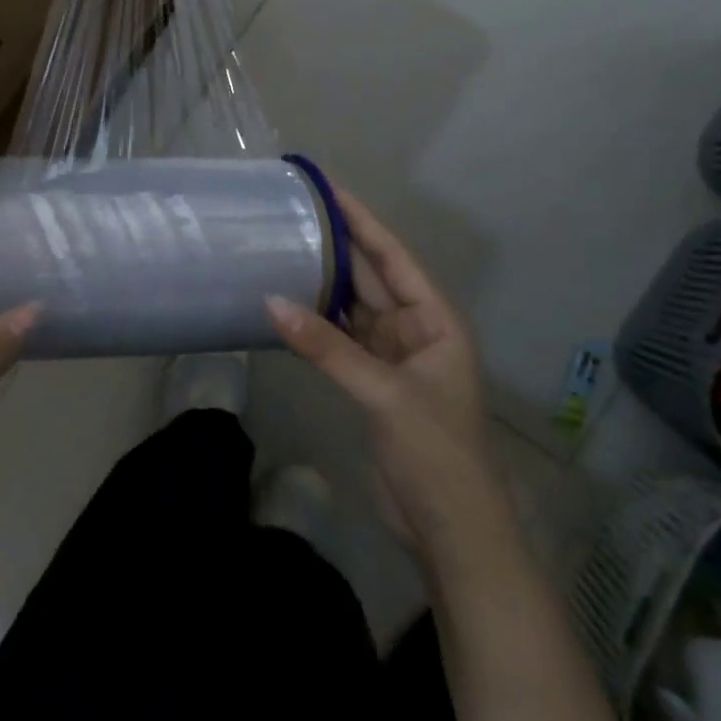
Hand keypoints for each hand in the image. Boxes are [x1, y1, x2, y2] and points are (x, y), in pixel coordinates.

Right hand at [266, 185, 495, 558]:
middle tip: (293, 211)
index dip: (361, 220)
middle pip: (371, 276)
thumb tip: (269, 301)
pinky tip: (287, 303)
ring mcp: (391, 356)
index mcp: (436, 320)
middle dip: (337, 244)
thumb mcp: (383, 392)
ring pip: (352, 307)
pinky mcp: (370, 382)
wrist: (450, 531)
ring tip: (282, 246)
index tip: (326, 188)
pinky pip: (339, 339)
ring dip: (322, 282)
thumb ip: (326, 346)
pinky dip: (315, 323)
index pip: (393, 256)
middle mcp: (415, 329)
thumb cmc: (436, 453)